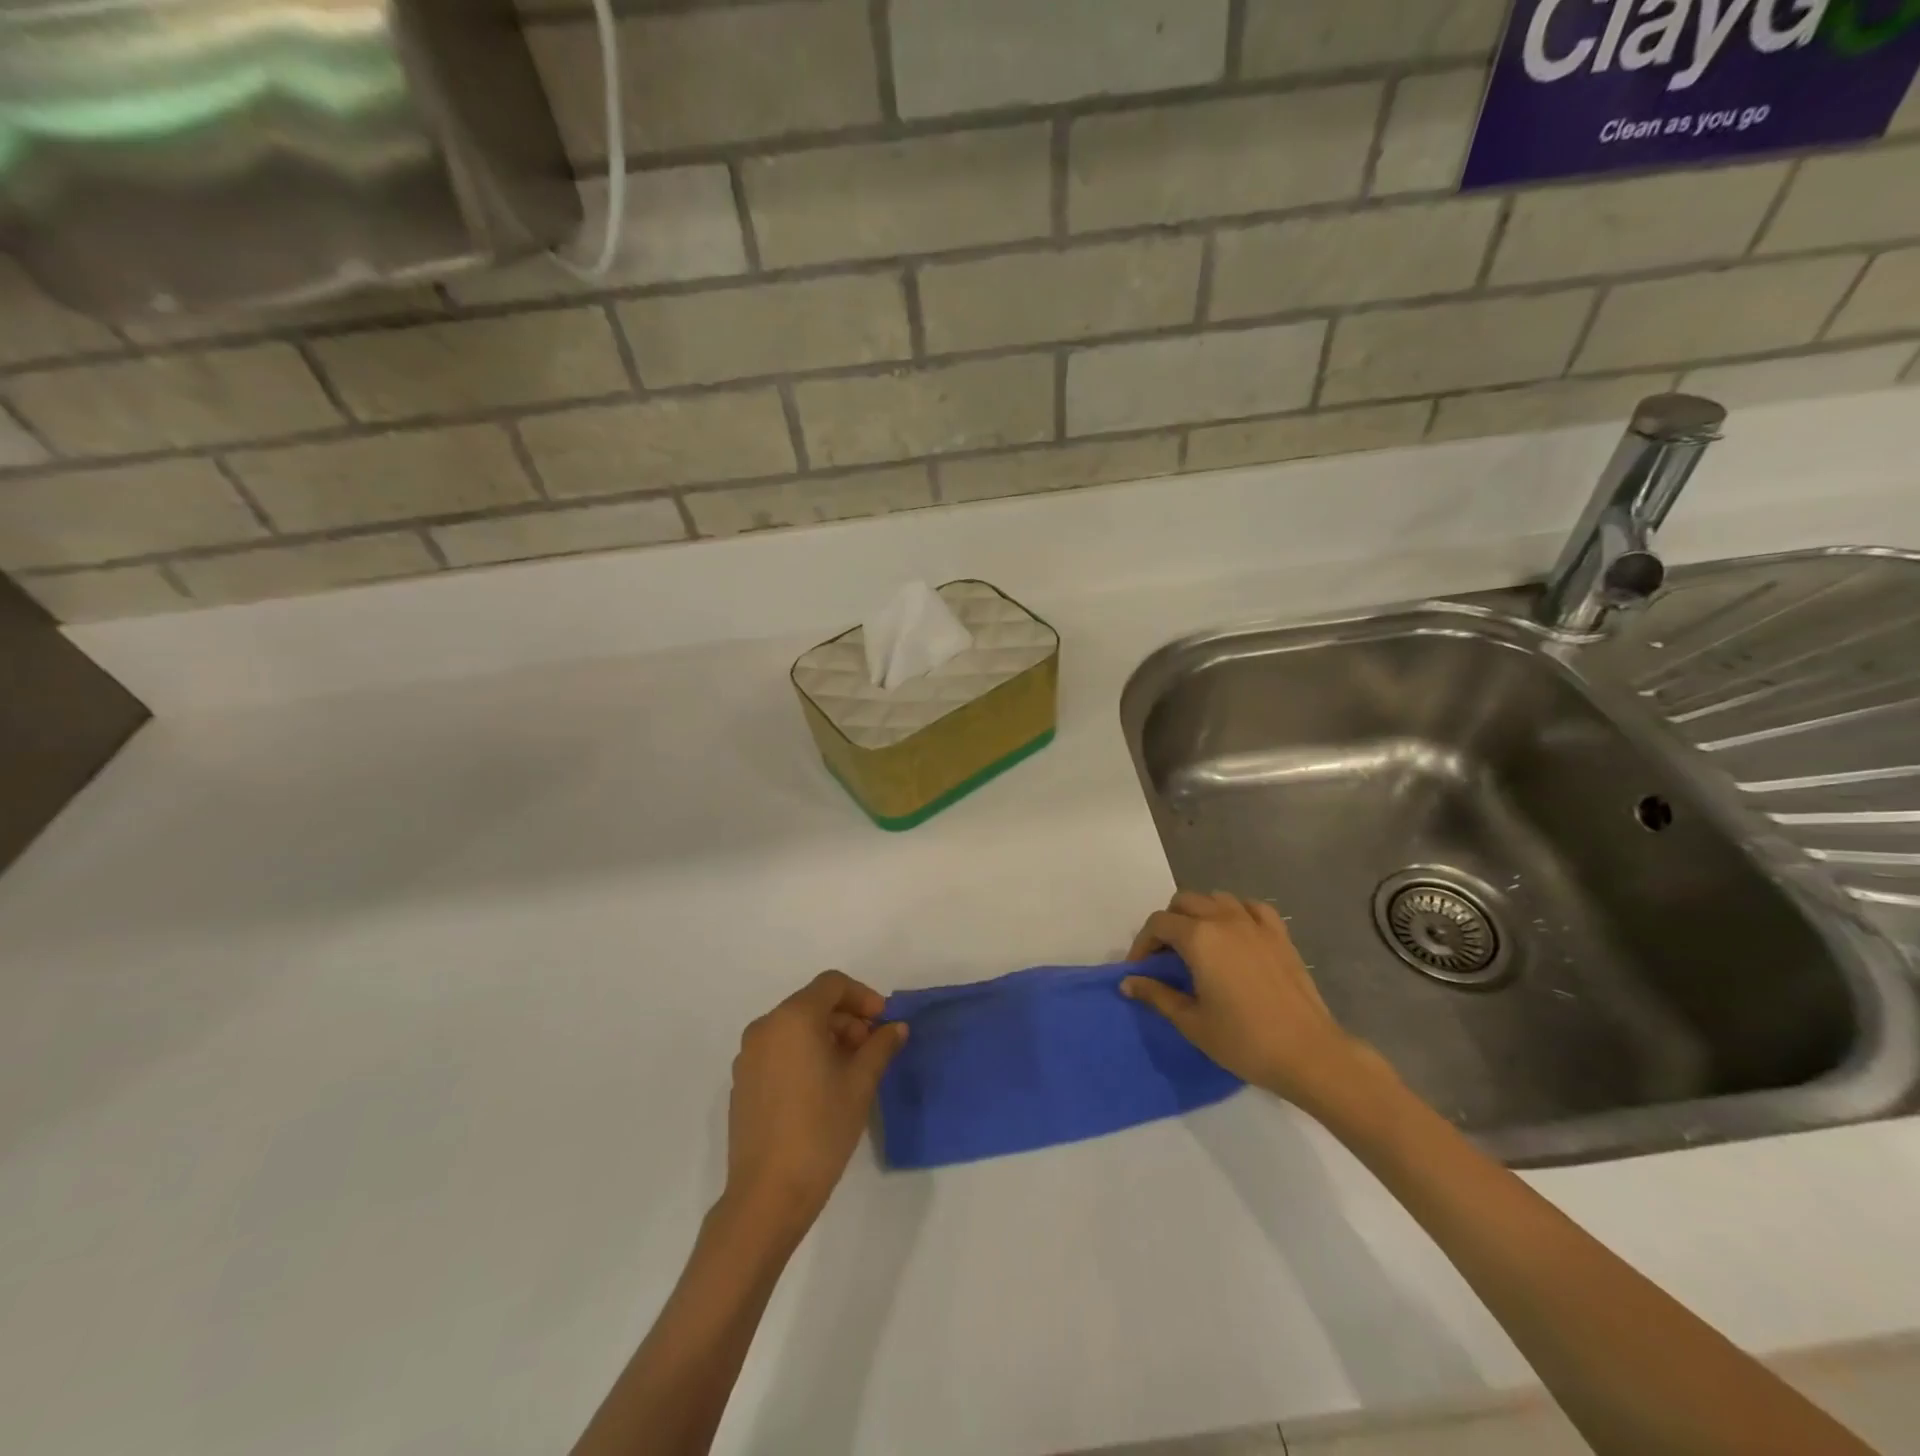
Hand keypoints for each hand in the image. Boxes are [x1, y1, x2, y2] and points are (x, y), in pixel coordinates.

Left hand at [723, 971, 907, 1237]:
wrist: (768, 1194)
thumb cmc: (821, 1129)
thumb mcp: (860, 1083)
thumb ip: (880, 1046)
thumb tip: (896, 1027)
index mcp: (793, 1018)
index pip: (832, 984)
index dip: (863, 996)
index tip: (883, 1022)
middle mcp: (765, 1027)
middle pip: (812, 1004)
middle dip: (847, 1019)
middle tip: (872, 1049)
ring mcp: (748, 1056)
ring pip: (794, 1028)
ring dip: (826, 1036)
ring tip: (850, 1070)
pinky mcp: (742, 1082)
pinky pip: (778, 1050)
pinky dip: (803, 1054)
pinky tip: (822, 1087)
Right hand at [1121, 891, 1389, 1115]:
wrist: (1309, 1054)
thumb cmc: (1244, 1041)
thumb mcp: (1192, 1022)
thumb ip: (1157, 995)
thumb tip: (1128, 982)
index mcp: (1199, 938)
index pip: (1158, 924)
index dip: (1143, 943)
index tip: (1140, 969)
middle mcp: (1224, 920)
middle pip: (1184, 902)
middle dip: (1168, 924)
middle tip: (1166, 957)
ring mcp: (1255, 924)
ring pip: (1216, 898)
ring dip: (1200, 913)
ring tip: (1198, 944)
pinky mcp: (1280, 935)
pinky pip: (1251, 907)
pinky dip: (1236, 912)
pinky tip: (1235, 933)